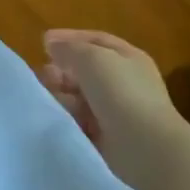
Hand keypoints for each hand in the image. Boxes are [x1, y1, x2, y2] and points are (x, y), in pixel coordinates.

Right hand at [40, 30, 184, 148]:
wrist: (146, 150)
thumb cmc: (121, 93)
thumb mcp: (91, 58)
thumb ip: (69, 48)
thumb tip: (52, 45)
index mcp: (128, 59)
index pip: (96, 41)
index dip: (69, 39)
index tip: (43, 43)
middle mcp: (125, 83)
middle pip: (86, 70)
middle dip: (62, 70)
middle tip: (42, 75)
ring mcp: (118, 112)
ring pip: (81, 97)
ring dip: (62, 94)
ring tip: (46, 97)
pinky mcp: (109, 139)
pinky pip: (81, 122)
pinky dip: (68, 118)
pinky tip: (57, 117)